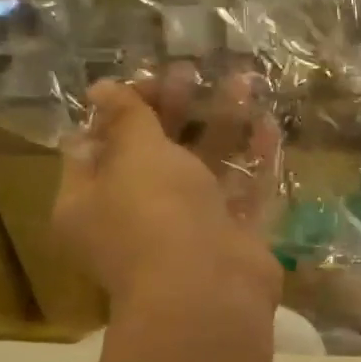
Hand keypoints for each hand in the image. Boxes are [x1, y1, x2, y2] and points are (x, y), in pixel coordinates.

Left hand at [53, 71, 280, 329]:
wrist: (208, 289)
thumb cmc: (154, 214)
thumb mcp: (133, 155)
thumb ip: (126, 118)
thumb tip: (100, 88)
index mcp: (90, 200)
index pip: (96, 145)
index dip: (121, 108)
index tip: (150, 79)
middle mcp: (136, 215)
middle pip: (155, 153)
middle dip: (175, 110)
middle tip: (194, 72)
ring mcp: (189, 227)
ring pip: (205, 167)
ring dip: (222, 125)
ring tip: (243, 82)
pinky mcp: (234, 236)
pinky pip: (244, 190)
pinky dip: (255, 158)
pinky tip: (269, 123)